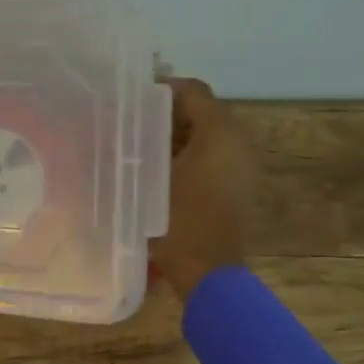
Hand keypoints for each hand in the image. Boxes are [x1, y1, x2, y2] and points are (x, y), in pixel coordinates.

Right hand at [151, 77, 254, 302]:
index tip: (131, 101)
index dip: (162, 89)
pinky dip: (187, 155)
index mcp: (220, 133)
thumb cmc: (178, 222)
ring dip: (175, 135)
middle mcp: (238, 142)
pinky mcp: (239, 186)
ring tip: (139, 147)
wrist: (209, 274)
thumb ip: (137, 145)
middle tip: (130, 125)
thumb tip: (120, 124)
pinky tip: (158, 171)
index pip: (193, 90)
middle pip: (201, 111)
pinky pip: (212, 156)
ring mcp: (242, 165)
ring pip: (206, 134)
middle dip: (166, 114)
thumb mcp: (149, 179)